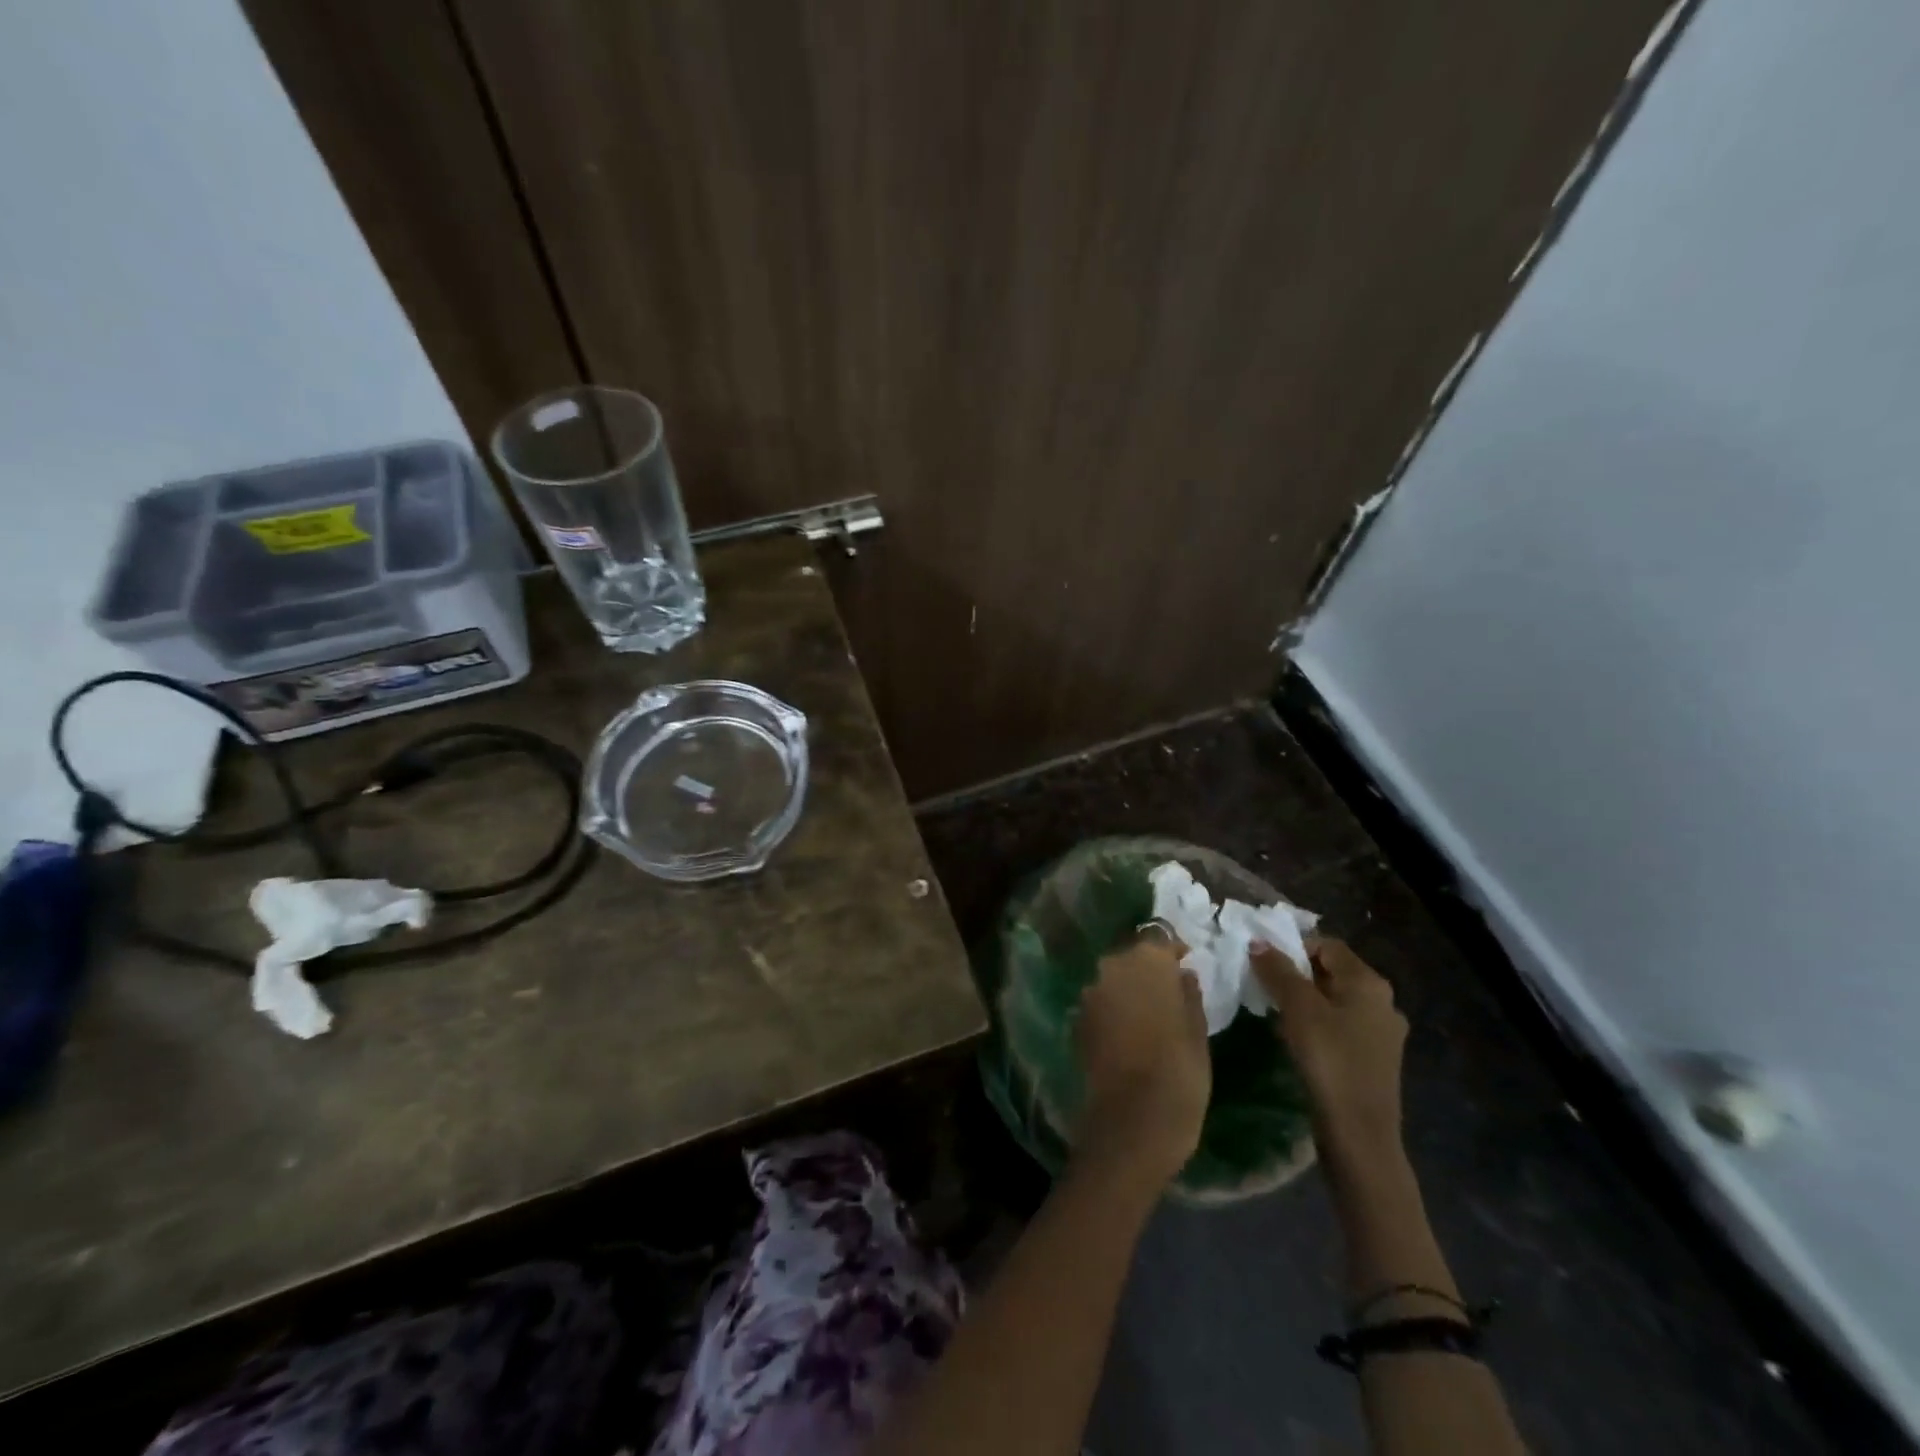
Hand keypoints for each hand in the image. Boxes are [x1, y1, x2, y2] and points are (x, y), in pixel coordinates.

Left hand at [1073, 935, 1211, 1187]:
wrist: (1131, 1122)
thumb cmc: (1179, 1073)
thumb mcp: (1198, 1033)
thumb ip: (1189, 995)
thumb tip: (1183, 974)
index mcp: (1146, 962)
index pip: (1160, 937)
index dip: (1173, 949)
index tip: (1186, 963)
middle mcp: (1112, 967)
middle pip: (1132, 957)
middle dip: (1149, 970)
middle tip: (1170, 992)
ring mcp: (1090, 993)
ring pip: (1114, 980)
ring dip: (1130, 989)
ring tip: (1150, 1015)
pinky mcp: (1077, 1020)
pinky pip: (1101, 1004)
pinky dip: (1114, 1010)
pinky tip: (1130, 1033)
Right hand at [1252, 938, 1406, 1161]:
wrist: (1359, 1134)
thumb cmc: (1330, 1061)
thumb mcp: (1298, 1009)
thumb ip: (1278, 971)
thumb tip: (1258, 942)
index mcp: (1369, 983)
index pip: (1327, 945)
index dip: (1293, 946)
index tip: (1263, 962)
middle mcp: (1383, 1002)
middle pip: (1332, 971)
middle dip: (1296, 973)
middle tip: (1264, 984)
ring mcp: (1382, 1033)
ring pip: (1335, 1000)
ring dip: (1305, 1000)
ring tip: (1275, 1012)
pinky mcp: (1375, 1059)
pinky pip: (1341, 1026)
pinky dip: (1317, 1024)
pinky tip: (1296, 1039)